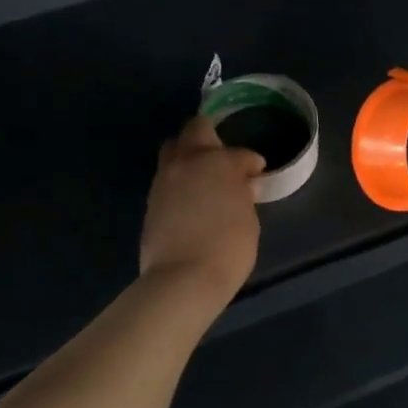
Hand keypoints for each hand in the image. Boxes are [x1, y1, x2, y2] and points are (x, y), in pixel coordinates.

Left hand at [139, 116, 264, 301]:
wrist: (182, 279)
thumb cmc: (228, 249)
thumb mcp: (249, 220)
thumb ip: (243, 195)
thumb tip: (241, 187)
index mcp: (219, 162)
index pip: (241, 154)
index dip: (252, 163)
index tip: (256, 173)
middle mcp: (189, 161)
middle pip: (196, 128)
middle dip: (211, 137)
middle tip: (223, 159)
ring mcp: (165, 178)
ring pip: (174, 149)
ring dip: (189, 156)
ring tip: (203, 178)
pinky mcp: (151, 198)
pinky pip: (166, 176)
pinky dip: (179, 180)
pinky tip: (190, 198)